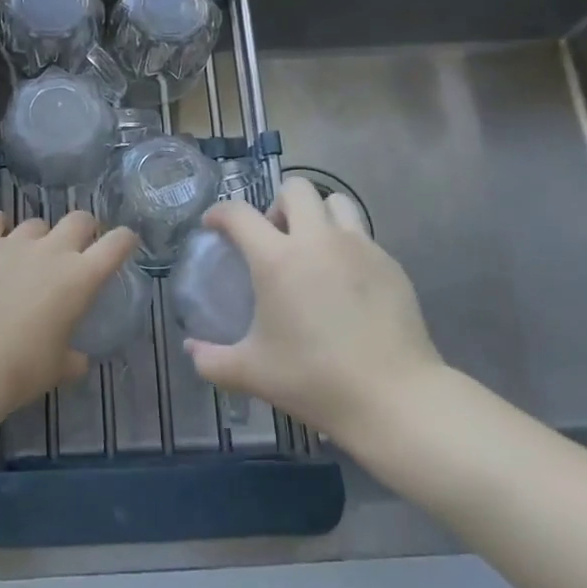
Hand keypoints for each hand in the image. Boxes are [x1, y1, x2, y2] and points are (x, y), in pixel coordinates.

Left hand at [0, 211, 136, 425]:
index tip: (125, 242)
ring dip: (39, 236)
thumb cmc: (22, 369)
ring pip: (36, 222)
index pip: (116, 244)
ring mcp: (14, 242)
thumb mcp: (58, 368)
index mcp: (81, 278)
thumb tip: (78, 360)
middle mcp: (53, 250)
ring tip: (28, 255)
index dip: (125, 239)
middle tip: (77, 247)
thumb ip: (73, 358)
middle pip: (79, 220)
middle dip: (84, 229)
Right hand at [185, 177, 443, 446]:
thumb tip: (191, 350)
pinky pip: (362, 235)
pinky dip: (345, 245)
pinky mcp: (390, 264)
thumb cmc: (315, 380)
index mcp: (277, 260)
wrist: (395, 399)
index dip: (219, 213)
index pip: (239, 214)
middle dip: (276, 205)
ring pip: (336, 201)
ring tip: (311, 249)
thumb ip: (211, 360)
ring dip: (317, 215)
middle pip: (295, 188)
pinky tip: (344, 282)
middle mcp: (318, 241)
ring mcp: (360, 247)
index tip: (214, 226)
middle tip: (272, 240)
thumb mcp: (251, 373)